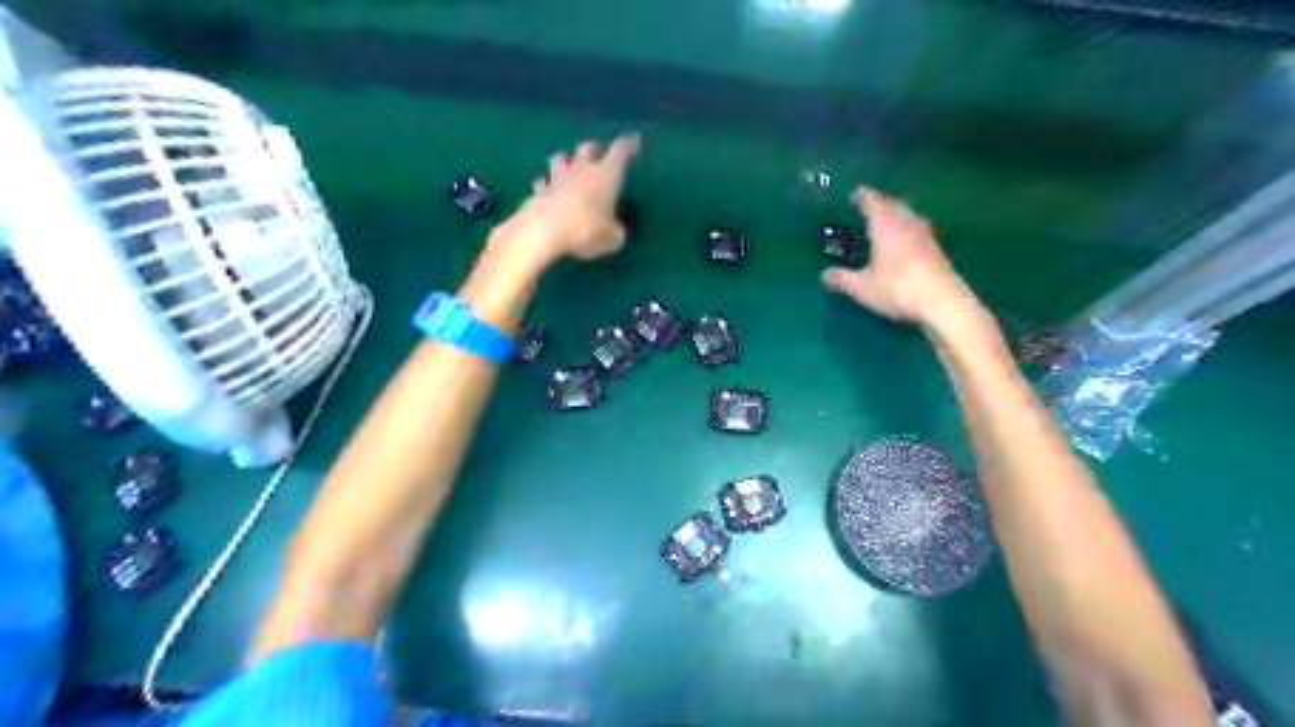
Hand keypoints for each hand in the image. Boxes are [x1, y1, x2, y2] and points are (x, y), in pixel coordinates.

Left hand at [491, 131, 642, 262]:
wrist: (543, 231)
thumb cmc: (585, 229)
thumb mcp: (611, 238)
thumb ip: (615, 232)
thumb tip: (616, 231)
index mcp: (606, 174)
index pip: (620, 150)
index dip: (629, 144)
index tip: (634, 141)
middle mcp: (582, 169)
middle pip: (587, 148)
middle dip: (594, 149)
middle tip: (598, 154)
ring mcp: (557, 178)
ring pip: (560, 158)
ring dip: (566, 160)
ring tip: (569, 167)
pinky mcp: (538, 191)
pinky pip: (542, 182)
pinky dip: (545, 184)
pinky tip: (546, 188)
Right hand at [822, 187, 977, 325]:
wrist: (941, 302)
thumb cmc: (897, 289)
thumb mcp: (862, 288)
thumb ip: (843, 279)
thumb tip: (824, 275)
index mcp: (885, 226)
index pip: (873, 201)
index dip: (863, 196)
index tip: (855, 194)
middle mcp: (906, 223)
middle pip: (893, 204)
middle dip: (880, 202)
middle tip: (868, 205)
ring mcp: (925, 234)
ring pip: (908, 215)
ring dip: (896, 213)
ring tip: (886, 219)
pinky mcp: (936, 248)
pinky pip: (918, 228)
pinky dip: (907, 227)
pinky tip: (904, 239)